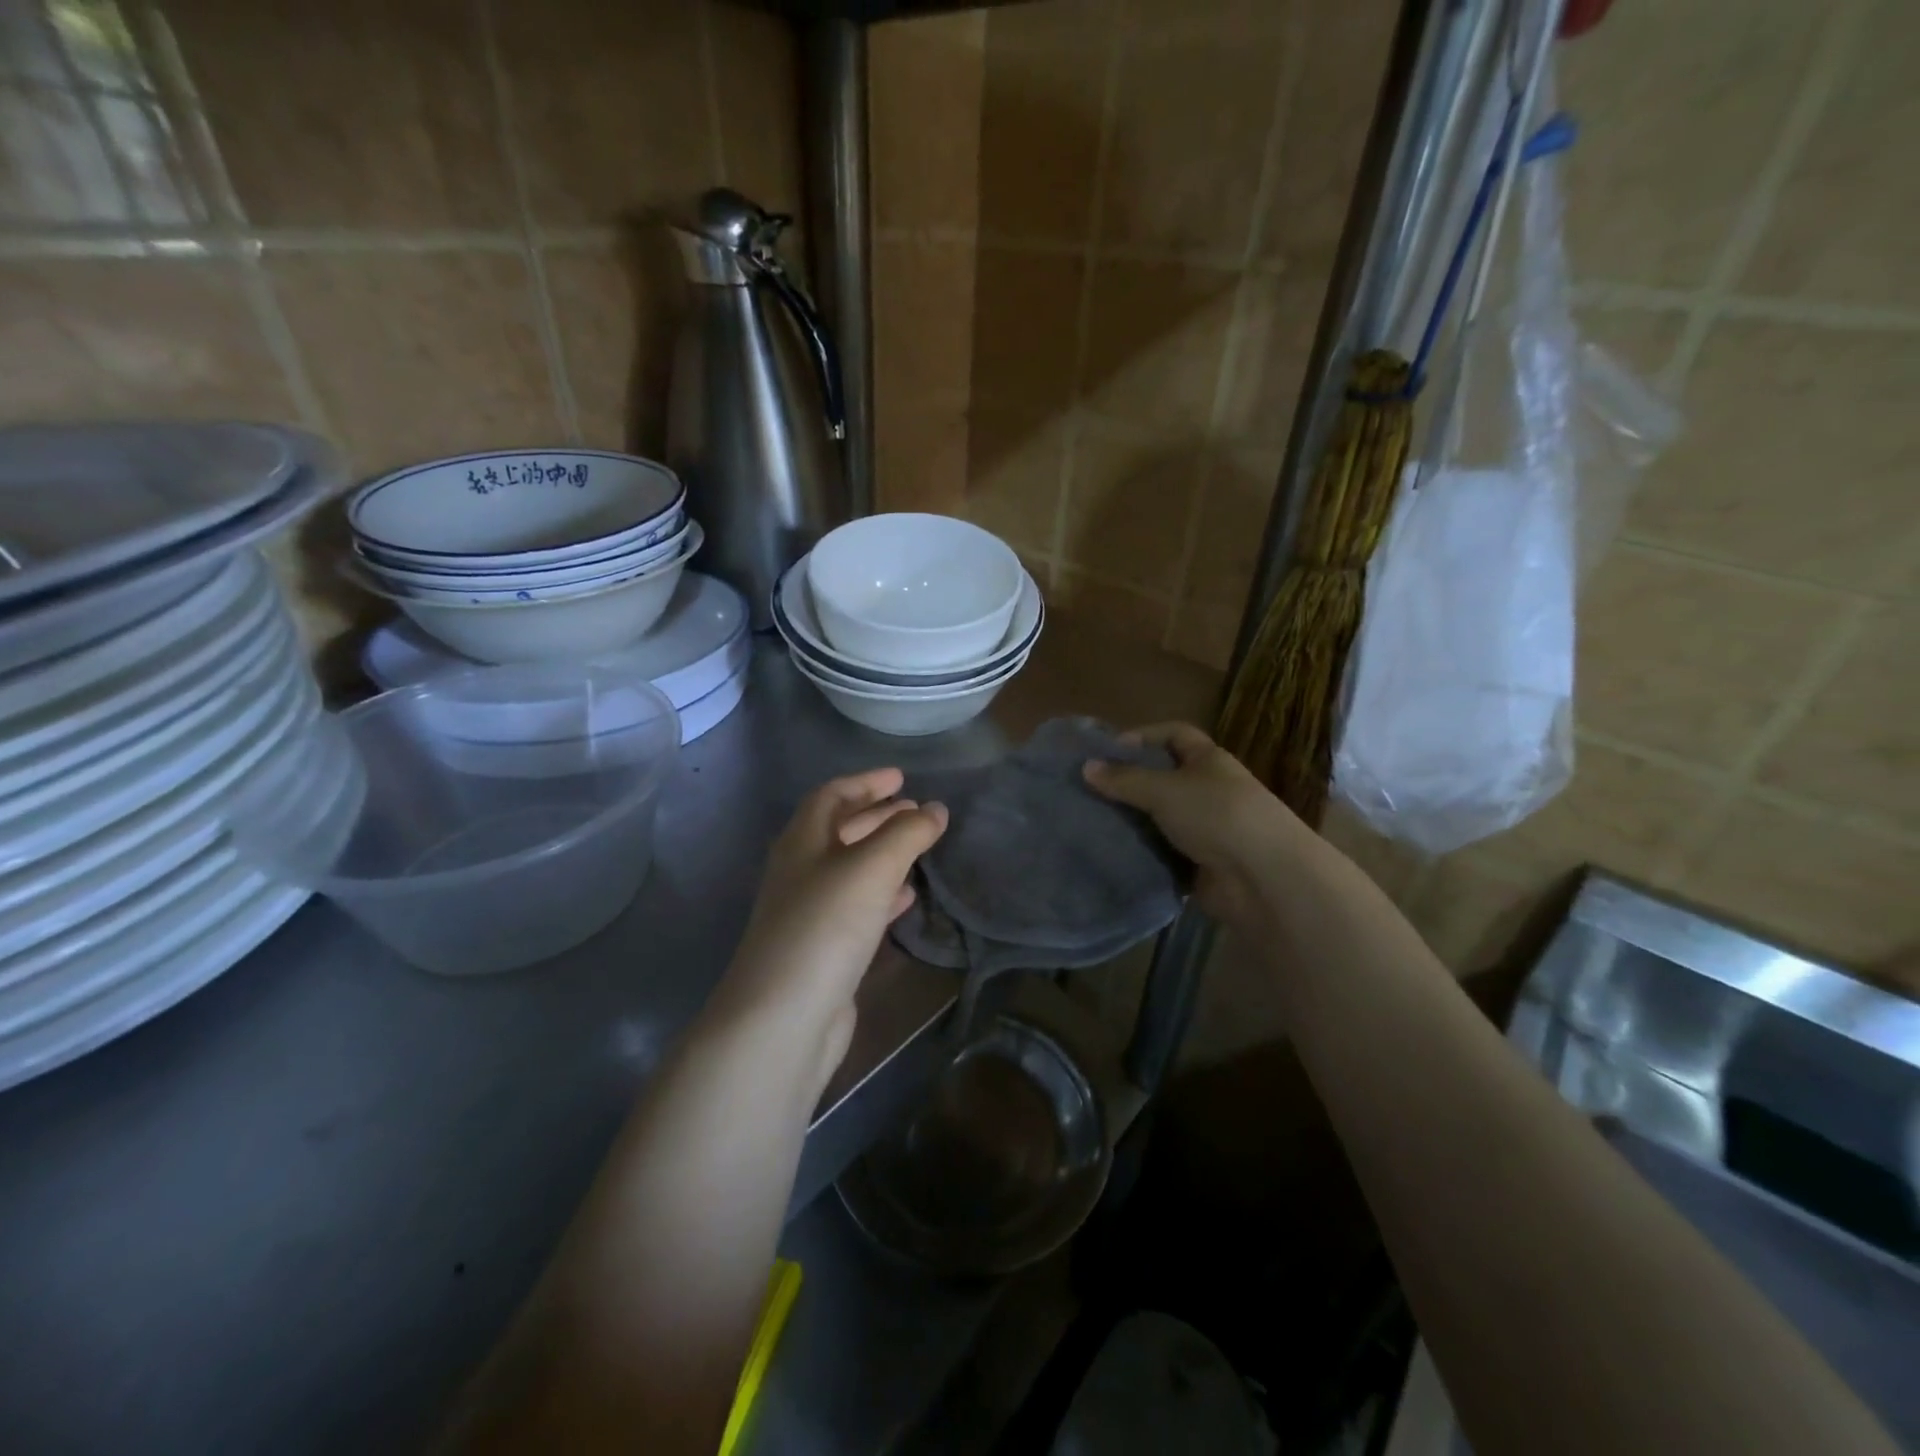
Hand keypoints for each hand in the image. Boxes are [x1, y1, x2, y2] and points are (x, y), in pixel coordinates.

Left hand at [717, 768, 946, 1086]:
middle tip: (916, 809)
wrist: (783, 1019)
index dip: (865, 783)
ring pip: (850, 870)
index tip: (901, 778)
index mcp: (801, 842)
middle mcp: (800, 872)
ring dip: (883, 853)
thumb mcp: (871, 868)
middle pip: (840, 831)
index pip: (831, 796)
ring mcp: (809, 913)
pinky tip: (907, 897)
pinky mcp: (823, 950)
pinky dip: (883, 895)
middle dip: (877, 816)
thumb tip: (936, 809)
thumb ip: (907, 834)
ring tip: (919, 846)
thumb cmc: (825, 926)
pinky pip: (857, 908)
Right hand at [1084, 723, 1321, 929]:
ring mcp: (1205, 828)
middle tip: (1089, 791)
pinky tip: (1111, 853)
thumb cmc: (1217, 815)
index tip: (1107, 752)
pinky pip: (1163, 853)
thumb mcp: (1165, 790)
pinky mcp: (1199, 863)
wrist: (1263, 878)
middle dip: (1129, 783)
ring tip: (1091, 822)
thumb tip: (1086, 767)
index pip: (1174, 734)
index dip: (1143, 737)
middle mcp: (1208, 790)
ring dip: (1132, 822)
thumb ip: (1124, 779)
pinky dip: (1142, 853)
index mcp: (1208, 760)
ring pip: (1160, 818)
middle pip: (1163, 778)